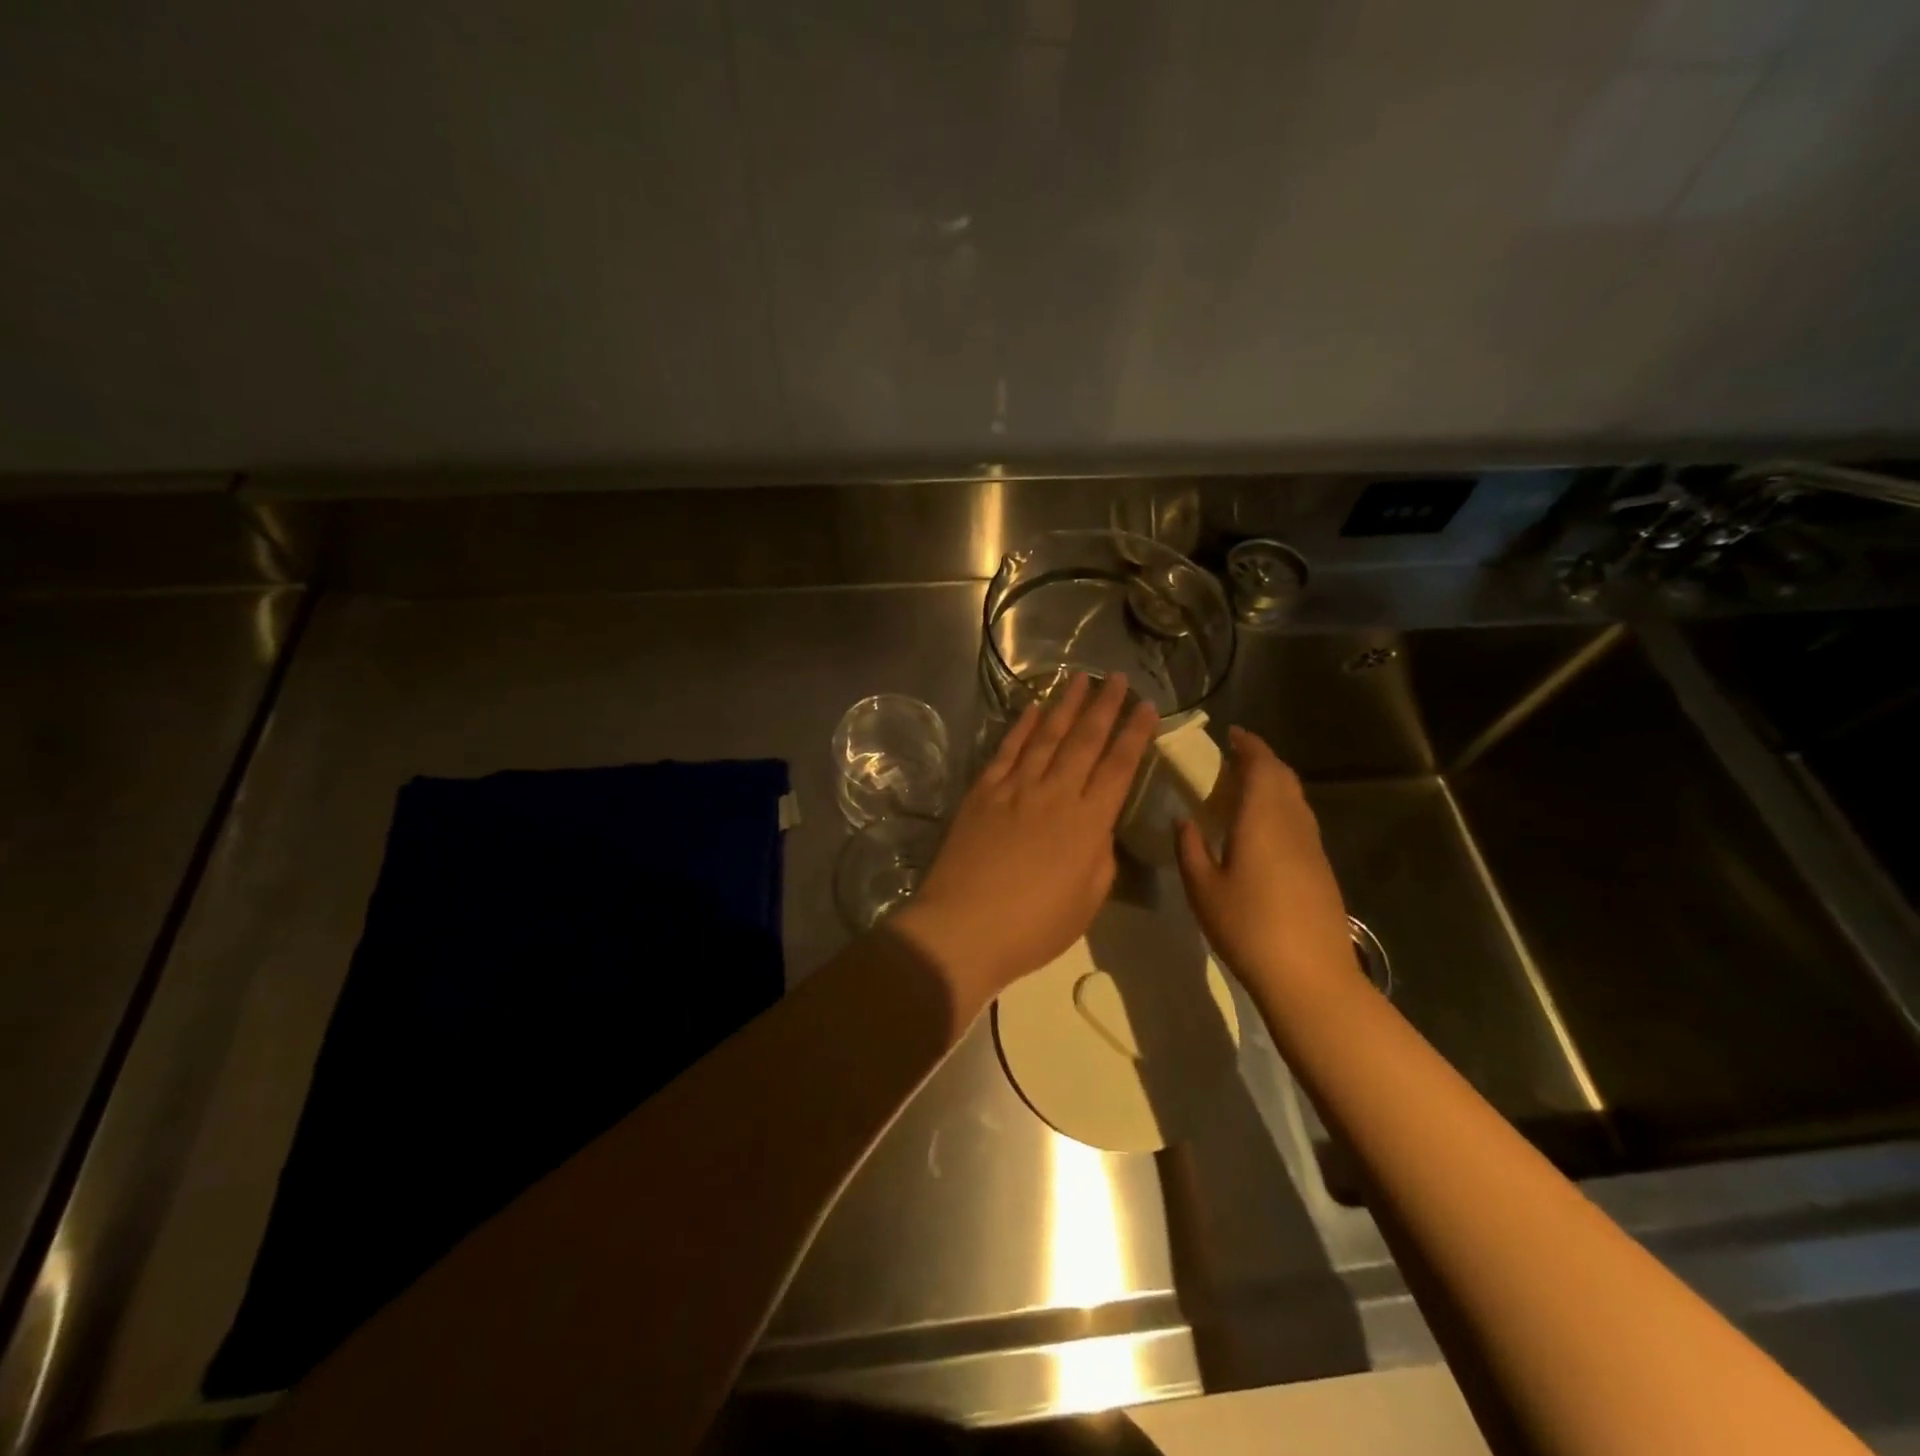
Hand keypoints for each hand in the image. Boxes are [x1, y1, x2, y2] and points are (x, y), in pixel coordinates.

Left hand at [894, 673, 1157, 1011]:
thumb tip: (1098, 826)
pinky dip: (1023, 726)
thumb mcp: (1087, 901)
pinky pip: (1007, 750)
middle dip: (1105, 706)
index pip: (1119, 767)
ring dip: (1066, 705)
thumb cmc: (1033, 927)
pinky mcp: (983, 792)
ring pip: (1047, 736)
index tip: (1148, 706)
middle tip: (1117, 677)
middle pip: (1085, 740)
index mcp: (1088, 823)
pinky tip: (1034, 709)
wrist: (964, 927)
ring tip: (1080, 678)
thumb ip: (1100, 856)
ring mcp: (1015, 788)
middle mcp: (1055, 793)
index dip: (1135, 734)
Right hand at [1175, 727, 1355, 1001]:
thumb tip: (1184, 821)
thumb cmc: (1248, 927)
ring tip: (1244, 788)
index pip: (1261, 766)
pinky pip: (1300, 821)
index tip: (1231, 734)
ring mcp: (1312, 847)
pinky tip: (1262, 828)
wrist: (1310, 976)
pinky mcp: (1321, 868)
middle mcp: (1293, 823)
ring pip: (1295, 799)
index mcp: (1263, 819)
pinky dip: (1281, 808)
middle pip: (1283, 777)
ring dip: (1273, 783)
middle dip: (1261, 760)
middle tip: (1233, 758)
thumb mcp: (1202, 888)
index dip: (1248, 745)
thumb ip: (1189, 848)